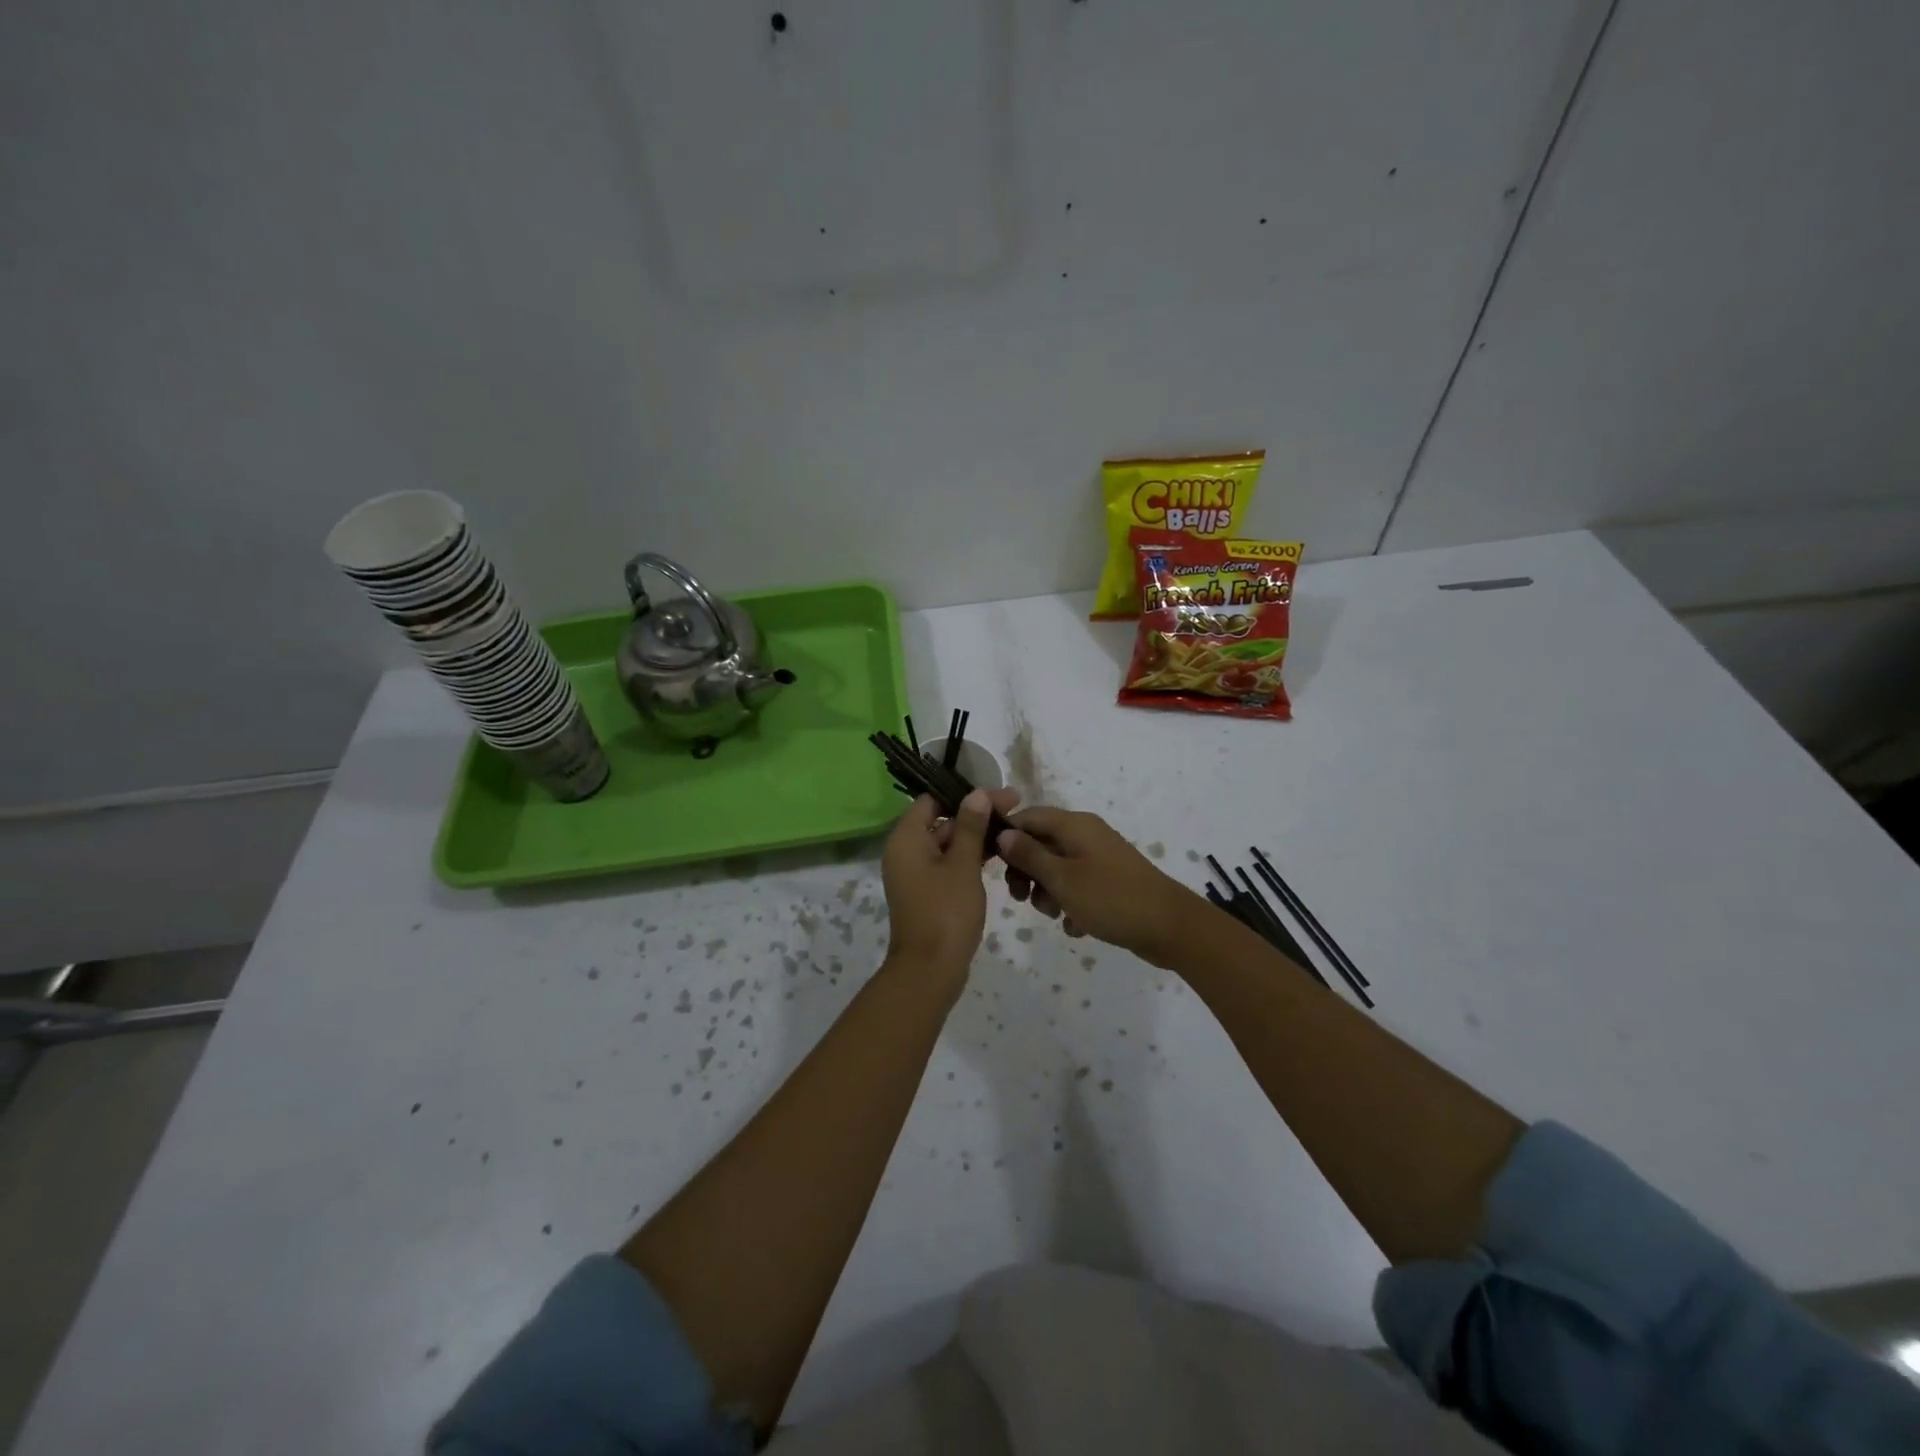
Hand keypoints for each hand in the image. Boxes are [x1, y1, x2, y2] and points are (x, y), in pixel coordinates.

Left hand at [880, 787, 1020, 991]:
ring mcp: (915, 874)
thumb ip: (970, 827)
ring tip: (1012, 831)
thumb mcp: (963, 865)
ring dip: (975, 837)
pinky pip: (947, 864)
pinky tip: (998, 856)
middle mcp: (905, 851)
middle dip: (976, 815)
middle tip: (1014, 811)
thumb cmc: (945, 912)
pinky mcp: (927, 892)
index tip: (998, 796)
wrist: (930, 970)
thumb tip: (977, 793)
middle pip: (941, 820)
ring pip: (947, 843)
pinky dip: (969, 858)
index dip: (965, 794)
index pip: (932, 800)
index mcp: (906, 839)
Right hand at [997, 807, 1208, 966]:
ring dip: (1047, 892)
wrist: (1170, 928)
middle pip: (1040, 844)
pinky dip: (1070, 904)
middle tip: (1021, 898)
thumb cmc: (1111, 898)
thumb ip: (1030, 855)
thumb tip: (1003, 833)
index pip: (1027, 817)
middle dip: (1026, 871)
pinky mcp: (1109, 882)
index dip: (1006, 837)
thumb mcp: (1062, 879)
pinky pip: (1077, 887)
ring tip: (1055, 915)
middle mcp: (1086, 835)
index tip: (991, 866)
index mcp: (1074, 825)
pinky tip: (1076, 926)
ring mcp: (1099, 859)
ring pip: (1057, 869)